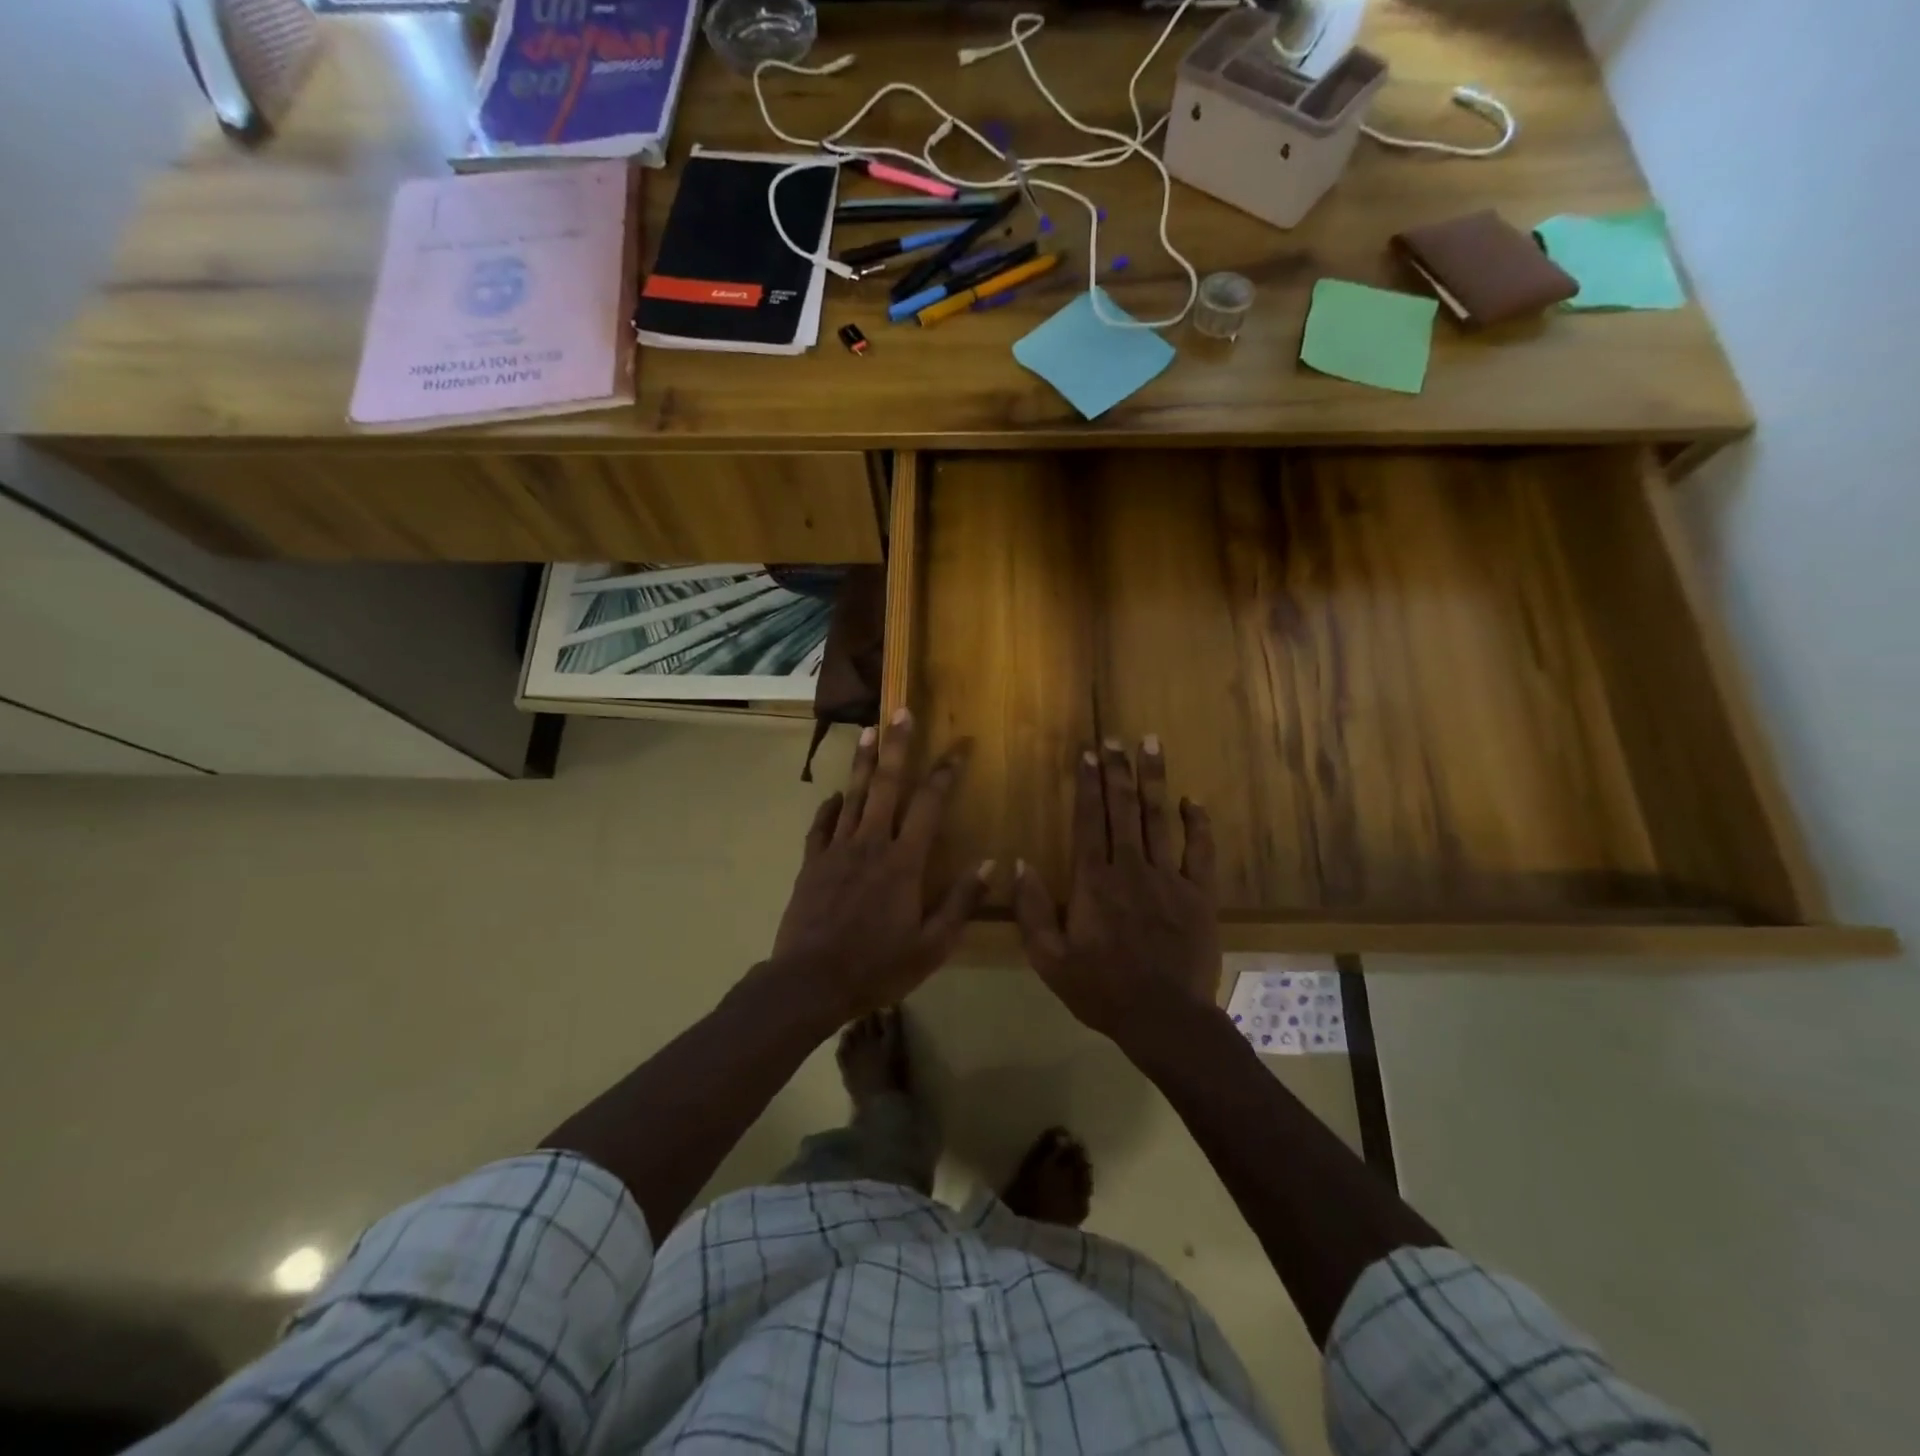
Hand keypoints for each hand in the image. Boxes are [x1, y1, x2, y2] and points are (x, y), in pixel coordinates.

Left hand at [771, 710, 988, 1017]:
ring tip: (868, 730)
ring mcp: (837, 851)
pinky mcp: (812, 864)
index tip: (959, 746)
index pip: (929, 805)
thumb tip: (991, 864)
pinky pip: (821, 826)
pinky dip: (830, 806)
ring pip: (852, 795)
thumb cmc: (877, 967)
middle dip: (896, 746)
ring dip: (862, 762)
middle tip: (901, 711)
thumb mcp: (931, 946)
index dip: (946, 773)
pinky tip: (835, 794)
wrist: (810, 982)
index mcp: (904, 862)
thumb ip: (961, 902)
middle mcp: (871, 844)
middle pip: (886, 785)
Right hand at [1013, 737, 1219, 1042]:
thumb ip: (1032, 910)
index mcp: (1094, 881)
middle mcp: (1130, 868)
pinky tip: (1193, 800)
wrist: (1164, 1018)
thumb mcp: (1049, 959)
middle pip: (1122, 808)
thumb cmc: (1101, 989)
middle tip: (1115, 738)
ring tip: (1151, 745)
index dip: (1087, 783)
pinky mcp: (1200, 894)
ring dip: (1154, 780)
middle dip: (1117, 769)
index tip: (1088, 752)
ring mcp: (1169, 878)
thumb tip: (1019, 864)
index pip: (1088, 820)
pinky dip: (1198, 823)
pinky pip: (1200, 850)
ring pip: (1159, 818)